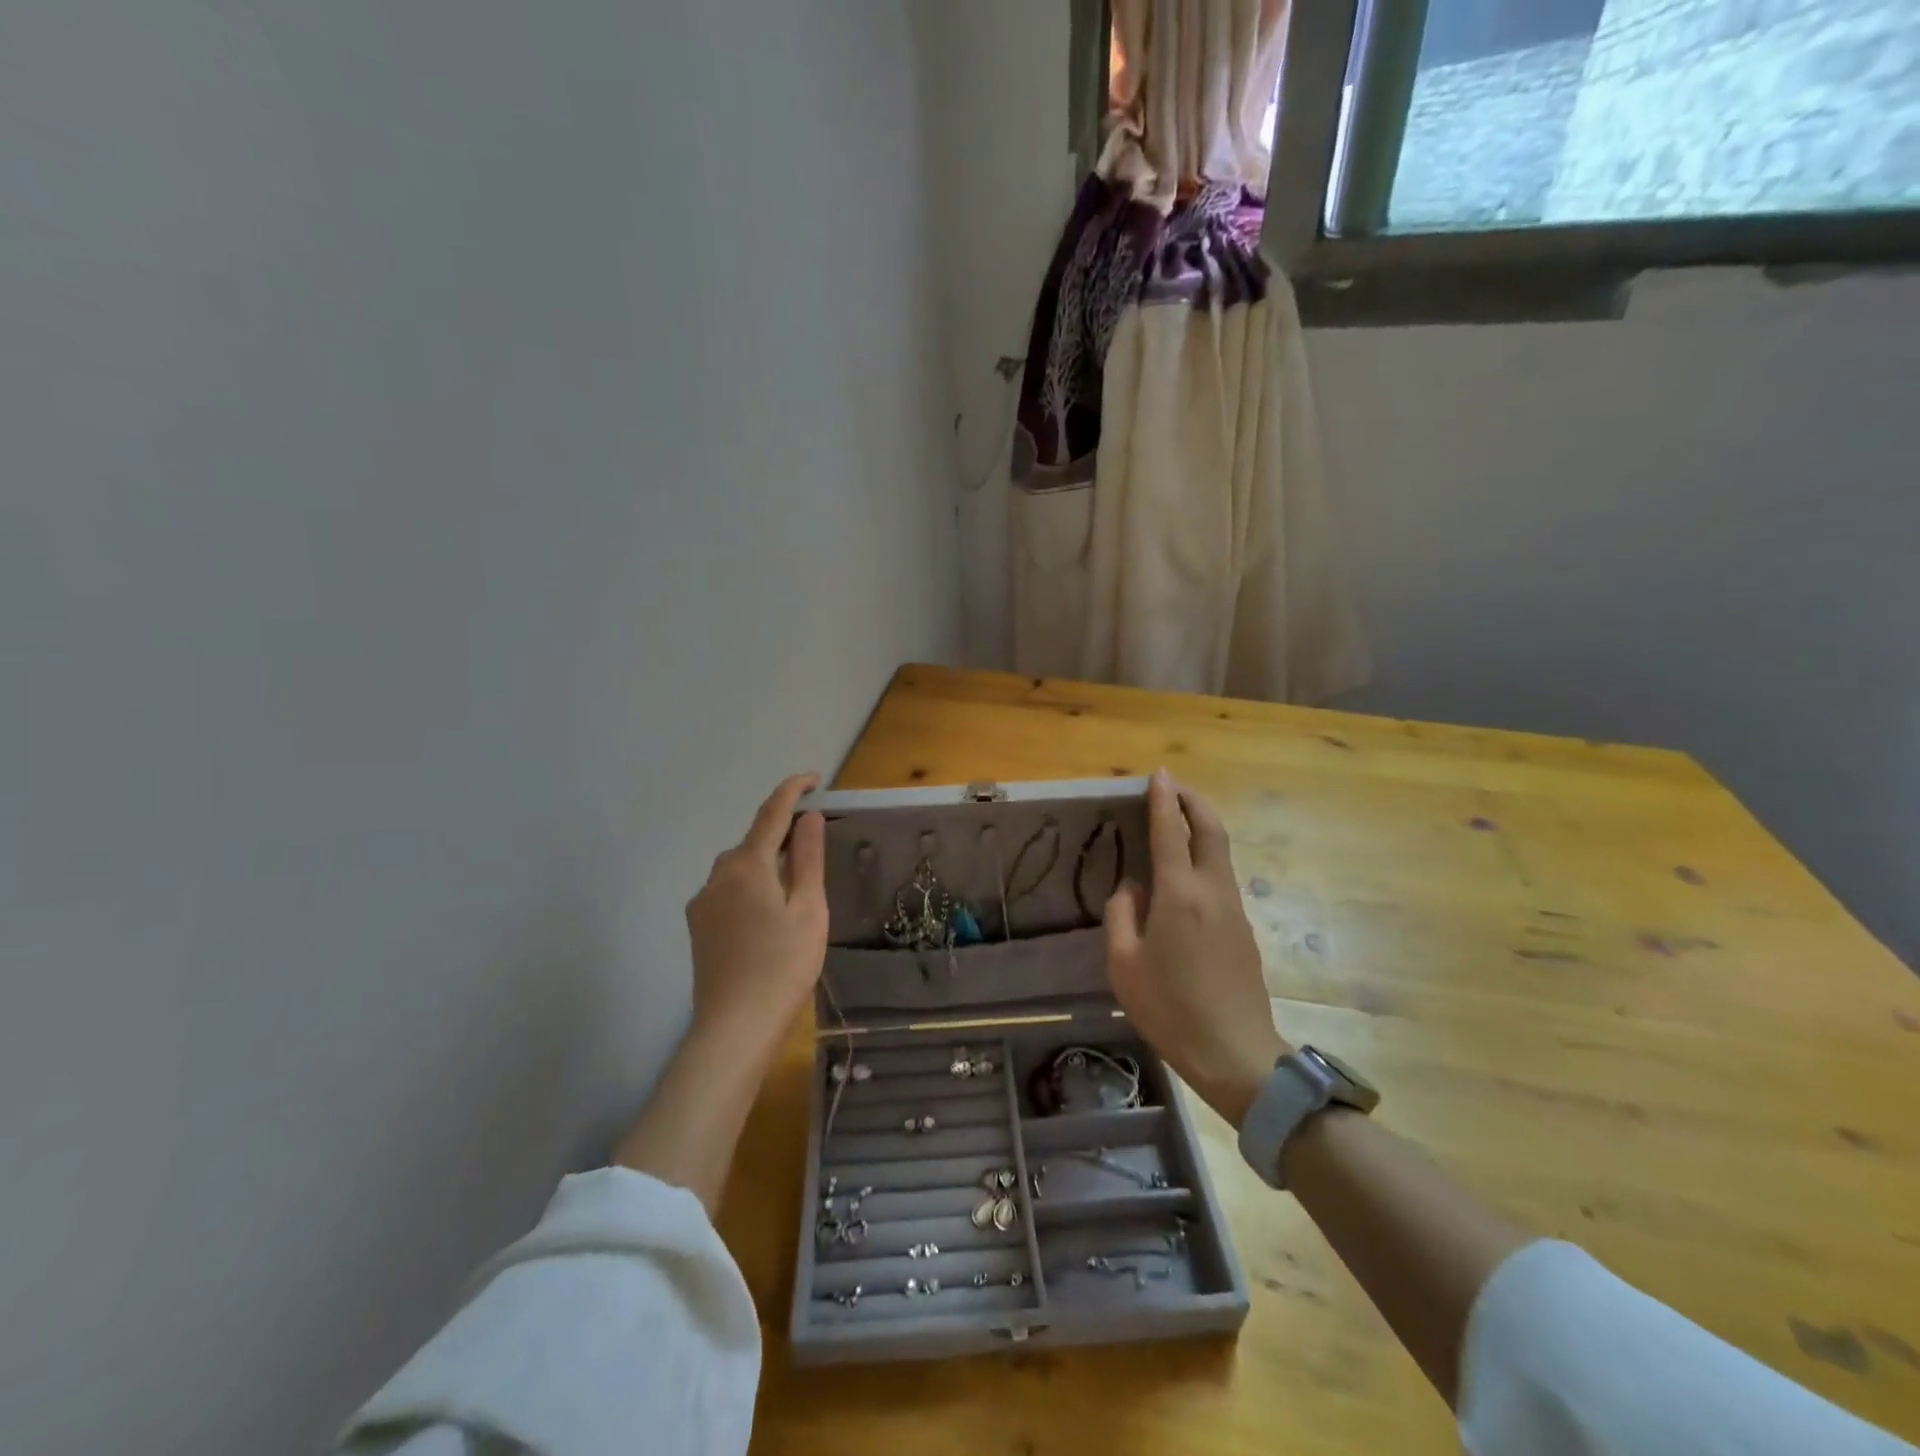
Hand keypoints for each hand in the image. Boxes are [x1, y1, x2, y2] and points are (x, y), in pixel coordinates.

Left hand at [684, 773, 827, 1051]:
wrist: (735, 1027)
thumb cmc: (783, 965)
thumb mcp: (808, 908)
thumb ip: (807, 858)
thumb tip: (808, 817)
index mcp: (747, 865)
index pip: (771, 813)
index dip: (793, 790)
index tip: (814, 779)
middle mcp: (718, 875)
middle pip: (753, 841)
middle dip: (781, 836)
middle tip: (814, 851)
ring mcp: (702, 902)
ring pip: (739, 867)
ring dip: (765, 865)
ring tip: (794, 893)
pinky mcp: (697, 926)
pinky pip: (728, 890)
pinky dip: (751, 888)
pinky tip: (767, 918)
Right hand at [1104, 769, 1288, 1126]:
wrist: (1236, 1054)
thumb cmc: (1170, 1009)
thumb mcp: (1124, 964)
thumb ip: (1121, 914)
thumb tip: (1132, 887)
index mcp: (1179, 894)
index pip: (1171, 831)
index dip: (1163, 799)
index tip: (1158, 774)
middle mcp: (1212, 891)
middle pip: (1211, 830)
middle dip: (1194, 801)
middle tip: (1174, 786)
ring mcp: (1234, 909)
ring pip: (1221, 852)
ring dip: (1202, 827)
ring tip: (1177, 822)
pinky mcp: (1244, 929)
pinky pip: (1222, 877)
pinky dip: (1205, 856)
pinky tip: (1186, 873)